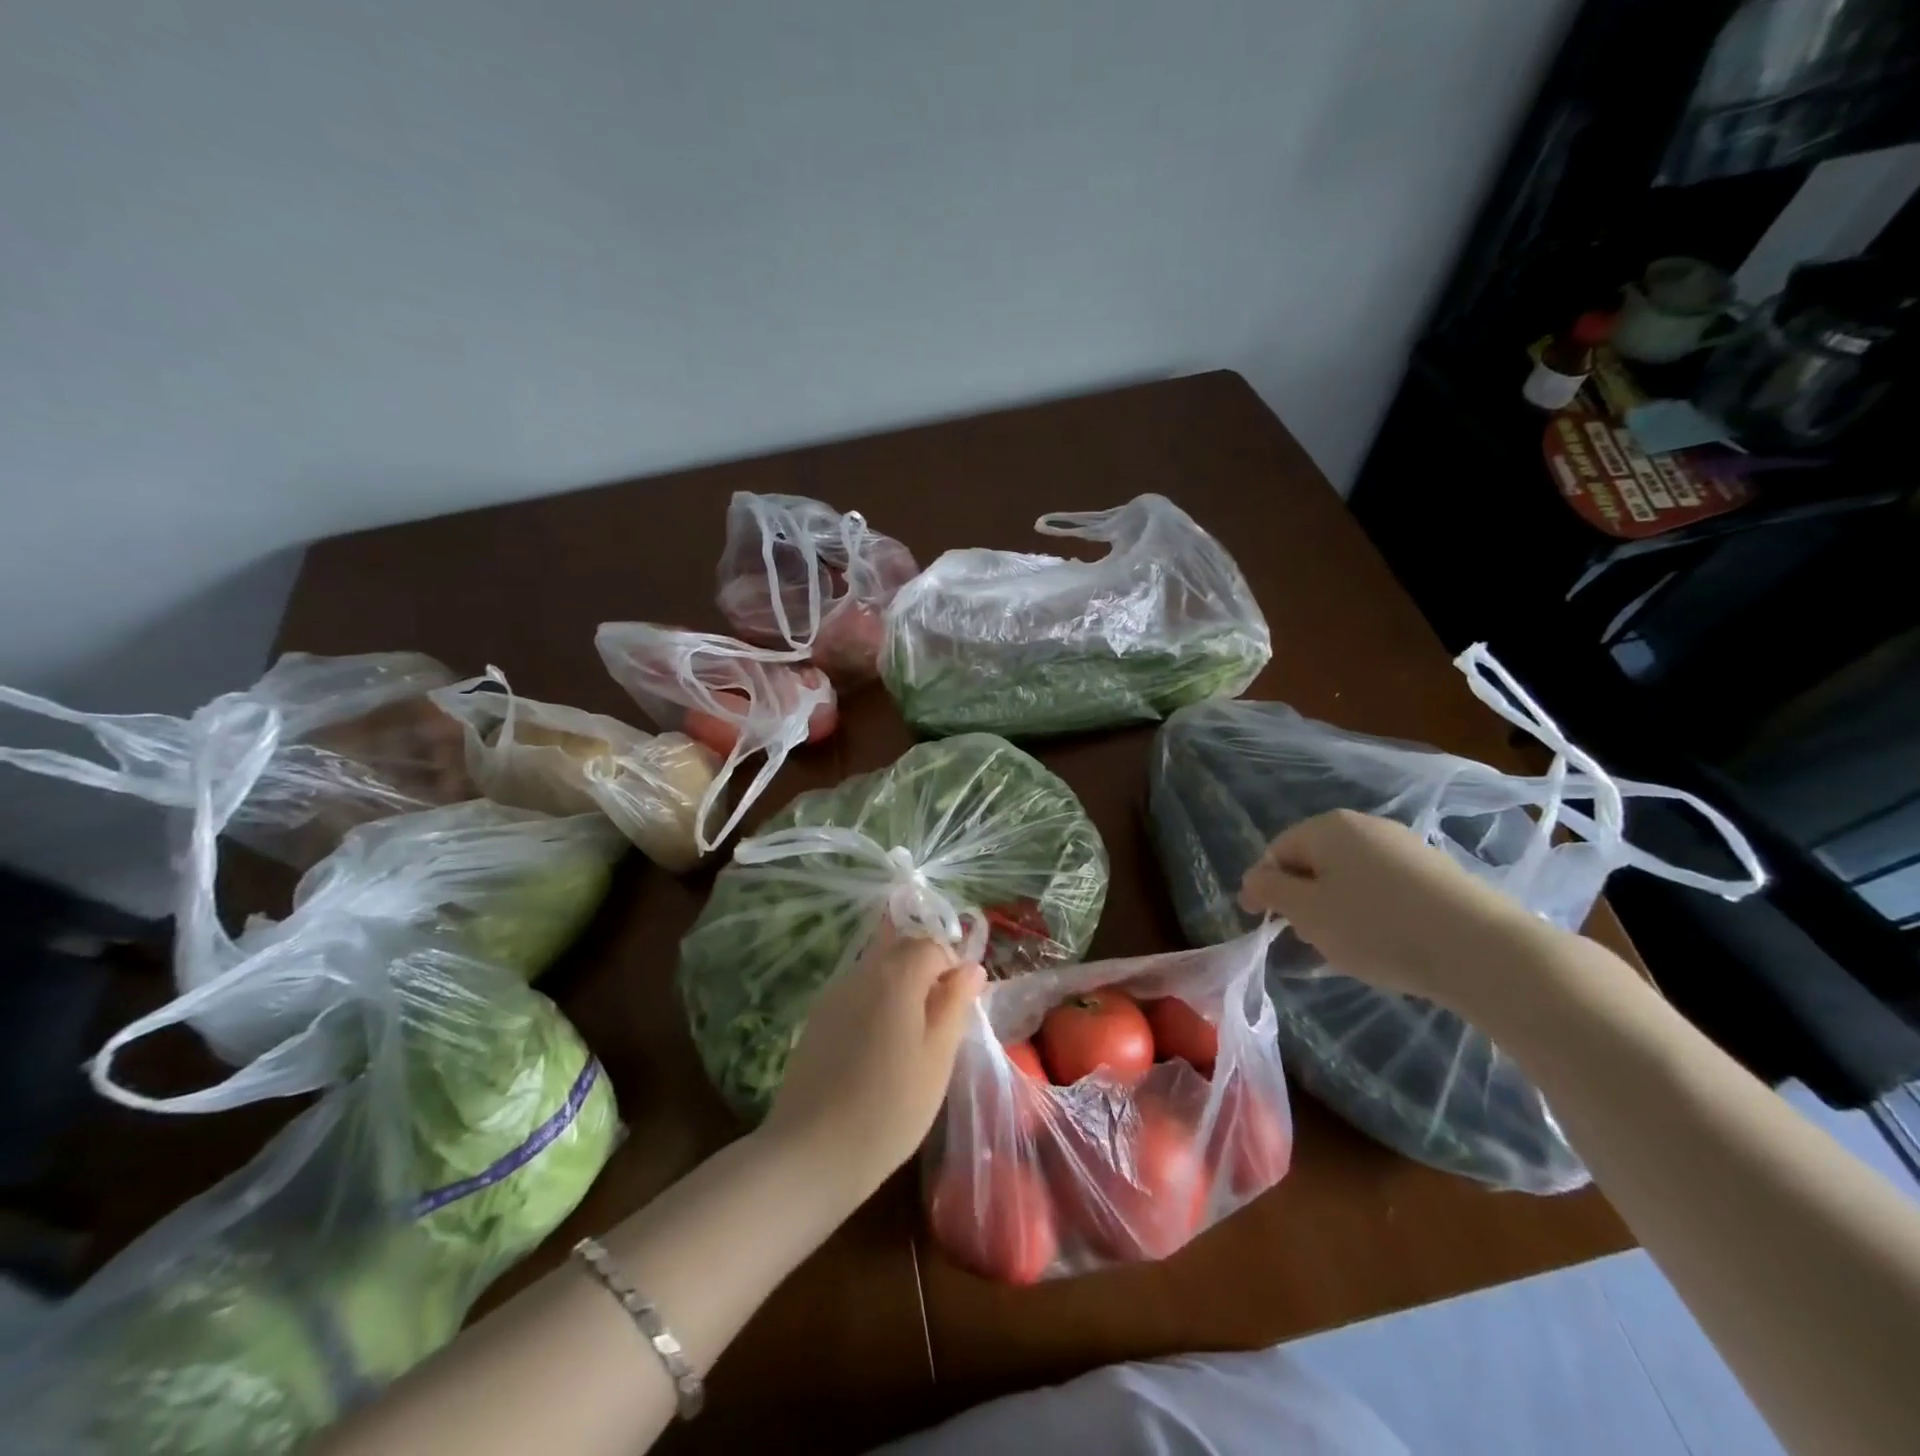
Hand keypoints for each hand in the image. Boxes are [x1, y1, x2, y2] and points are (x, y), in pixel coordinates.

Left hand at [761, 920, 984, 1202]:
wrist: (812, 1152)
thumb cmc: (890, 1107)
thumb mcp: (938, 1058)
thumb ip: (955, 1004)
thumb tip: (971, 968)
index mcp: (896, 975)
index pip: (932, 944)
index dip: (953, 967)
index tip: (960, 1006)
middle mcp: (862, 972)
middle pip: (900, 946)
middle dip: (926, 968)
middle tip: (939, 1017)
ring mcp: (834, 994)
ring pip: (876, 968)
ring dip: (900, 984)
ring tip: (911, 1034)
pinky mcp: (817, 1018)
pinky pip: (856, 992)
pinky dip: (876, 1002)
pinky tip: (879, 1046)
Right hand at [1236, 809, 1549, 1013]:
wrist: (1482, 950)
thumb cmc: (1376, 927)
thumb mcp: (1307, 912)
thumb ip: (1271, 892)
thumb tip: (1254, 878)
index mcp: (1328, 827)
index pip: (1278, 851)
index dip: (1263, 886)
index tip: (1261, 922)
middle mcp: (1366, 826)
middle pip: (1315, 860)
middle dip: (1303, 897)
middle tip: (1306, 937)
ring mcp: (1406, 846)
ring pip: (1350, 874)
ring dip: (1337, 906)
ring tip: (1347, 945)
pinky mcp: (1437, 872)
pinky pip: (1385, 887)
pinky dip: (1372, 910)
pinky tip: (1386, 941)